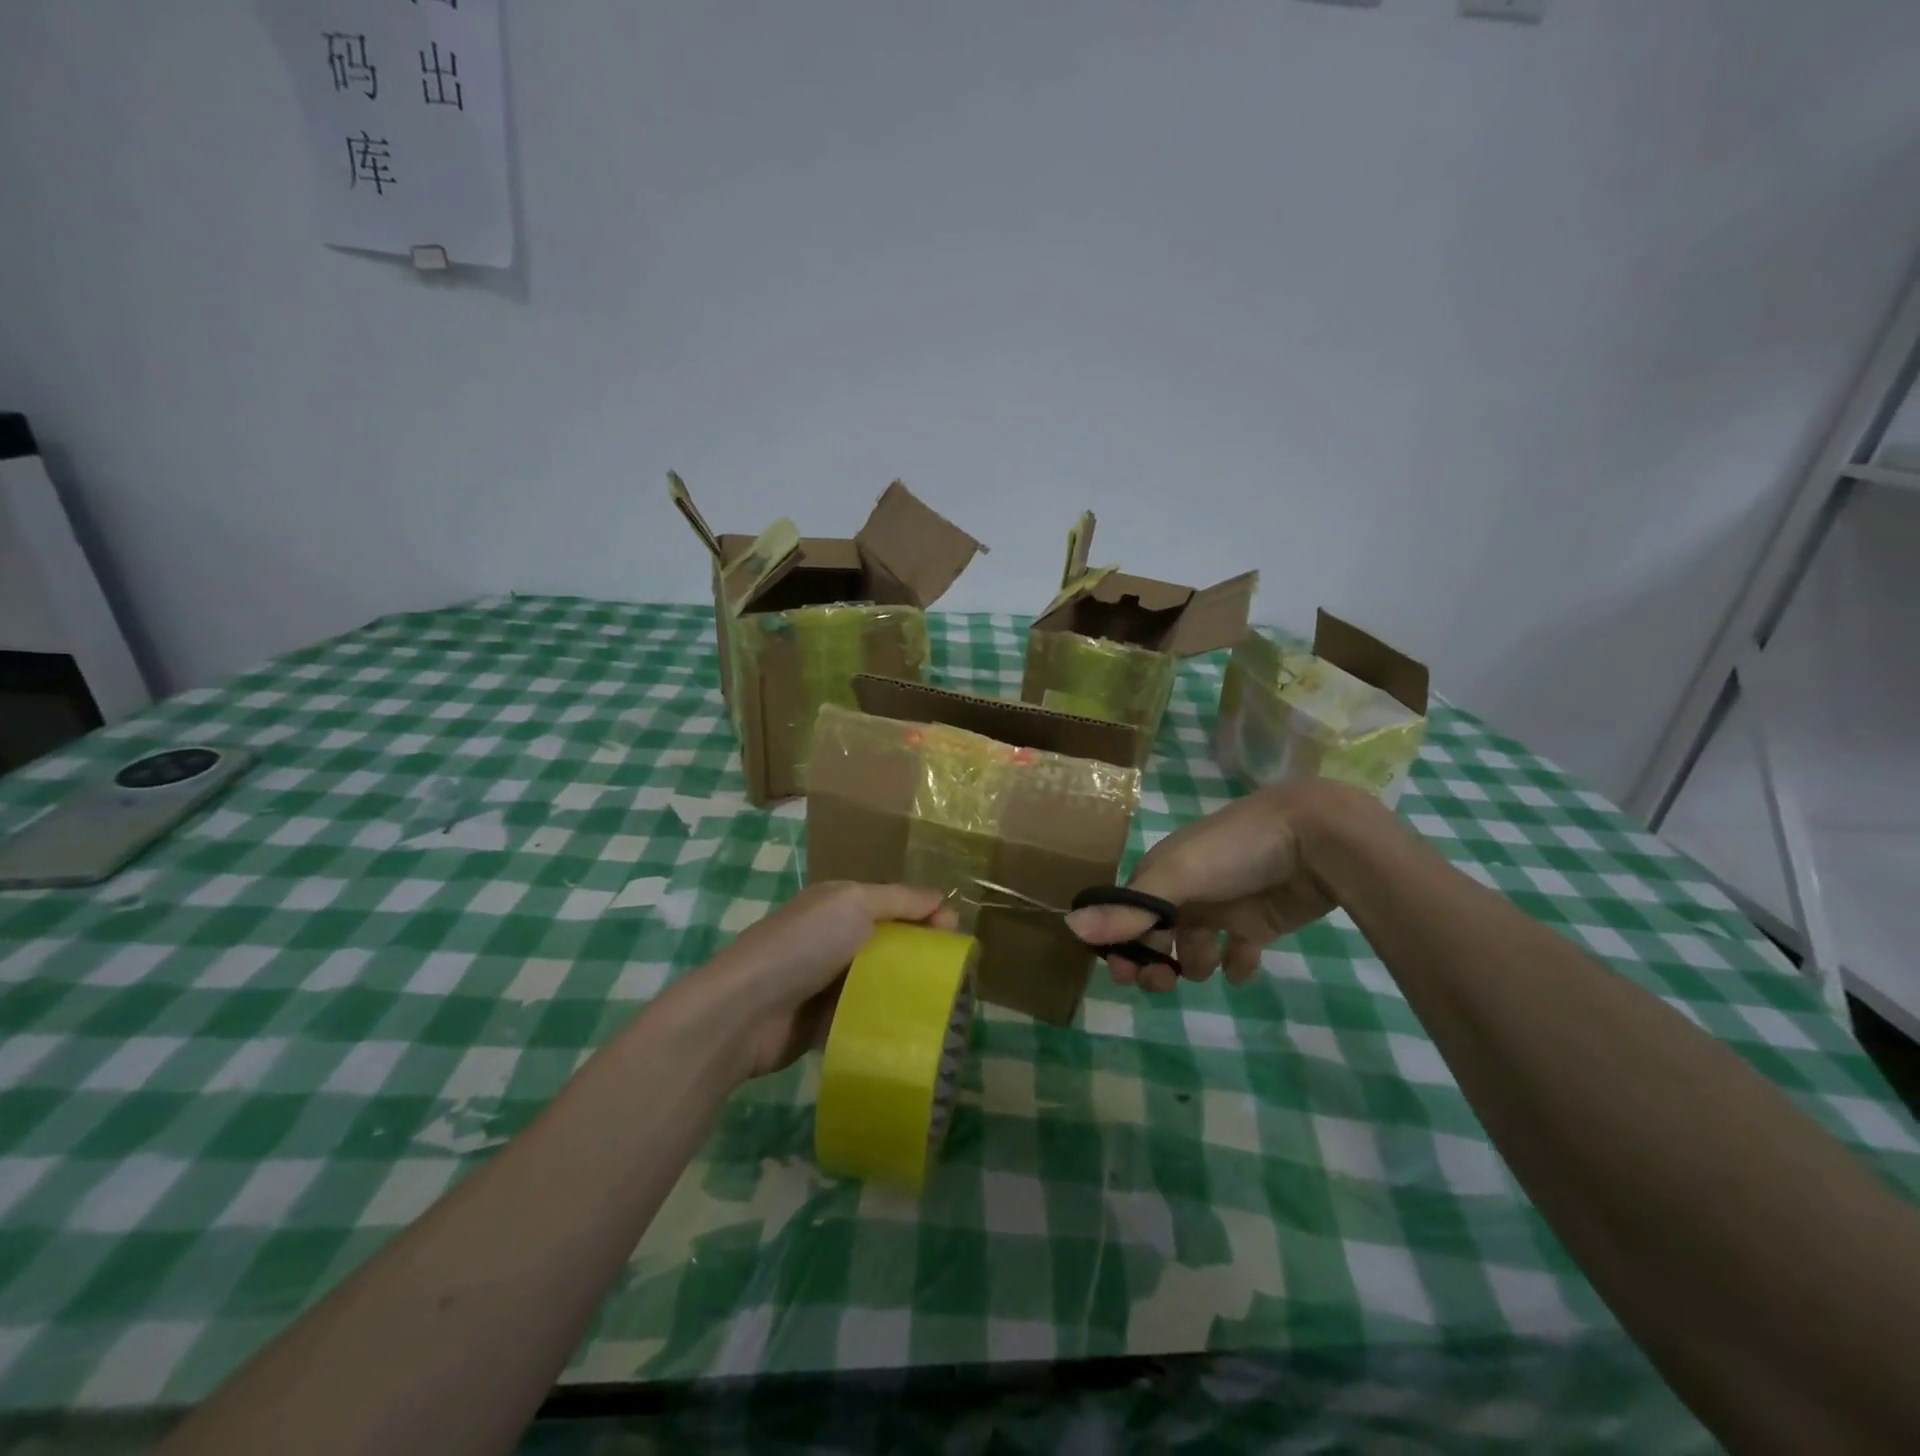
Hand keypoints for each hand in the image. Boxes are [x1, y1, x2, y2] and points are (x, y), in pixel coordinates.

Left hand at [693, 882, 955, 1079]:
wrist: (746, 1010)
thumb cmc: (804, 945)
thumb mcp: (853, 905)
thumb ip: (898, 900)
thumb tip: (940, 898)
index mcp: (839, 903)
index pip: (894, 902)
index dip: (926, 913)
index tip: (955, 933)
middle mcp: (833, 937)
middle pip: (889, 941)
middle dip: (921, 952)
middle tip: (953, 972)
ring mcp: (826, 981)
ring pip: (879, 979)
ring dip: (906, 989)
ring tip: (943, 1004)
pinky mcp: (822, 1021)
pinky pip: (863, 1015)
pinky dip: (884, 1019)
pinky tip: (912, 1028)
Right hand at [1066, 781, 1365, 992]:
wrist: (1315, 838)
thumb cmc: (1235, 851)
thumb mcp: (1177, 877)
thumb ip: (1129, 908)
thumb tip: (1070, 928)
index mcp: (1162, 872)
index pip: (1127, 913)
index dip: (1120, 943)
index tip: (1123, 974)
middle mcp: (1187, 889)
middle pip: (1157, 933)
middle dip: (1154, 960)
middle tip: (1164, 981)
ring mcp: (1224, 905)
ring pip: (1194, 946)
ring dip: (1194, 963)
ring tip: (1210, 965)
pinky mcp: (1259, 920)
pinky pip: (1239, 951)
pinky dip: (1236, 965)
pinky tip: (1242, 966)